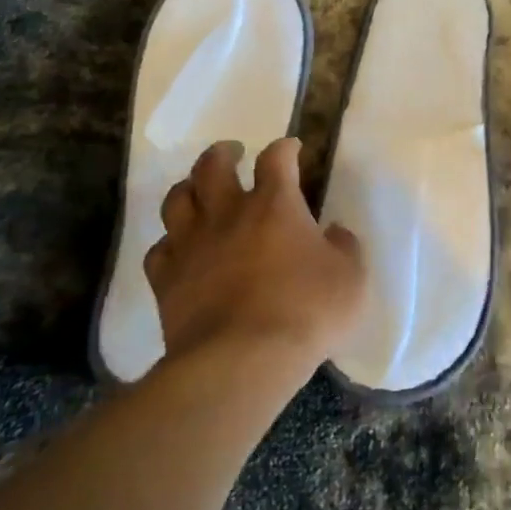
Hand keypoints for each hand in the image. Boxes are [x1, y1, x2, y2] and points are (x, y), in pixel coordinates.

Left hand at [144, 137, 366, 368]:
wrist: (241, 361)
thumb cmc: (306, 312)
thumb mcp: (351, 278)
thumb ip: (345, 248)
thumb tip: (335, 232)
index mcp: (275, 205)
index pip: (276, 158)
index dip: (285, 148)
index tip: (292, 149)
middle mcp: (228, 214)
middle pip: (213, 166)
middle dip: (223, 153)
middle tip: (232, 153)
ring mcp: (192, 246)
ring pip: (177, 200)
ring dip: (188, 188)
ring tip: (198, 190)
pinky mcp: (167, 281)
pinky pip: (159, 250)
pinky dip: (169, 243)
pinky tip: (179, 248)